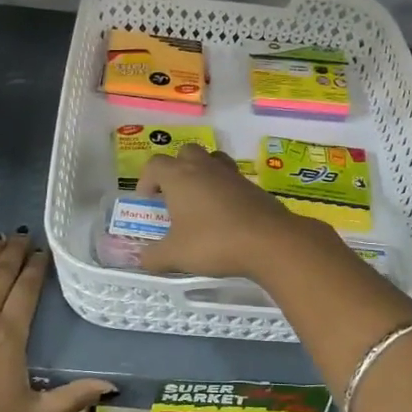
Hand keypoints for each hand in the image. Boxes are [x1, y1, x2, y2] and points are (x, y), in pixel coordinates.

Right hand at [136, 143, 325, 280]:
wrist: (269, 241)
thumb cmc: (214, 242)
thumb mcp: (176, 255)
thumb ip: (153, 256)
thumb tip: (142, 259)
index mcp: (179, 176)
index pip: (155, 164)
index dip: (146, 180)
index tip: (148, 201)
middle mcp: (204, 167)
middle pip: (185, 153)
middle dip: (176, 170)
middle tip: (174, 196)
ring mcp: (231, 174)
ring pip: (212, 160)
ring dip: (202, 174)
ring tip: (200, 200)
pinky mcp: (253, 186)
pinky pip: (231, 179)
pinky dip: (224, 190)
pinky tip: (225, 215)